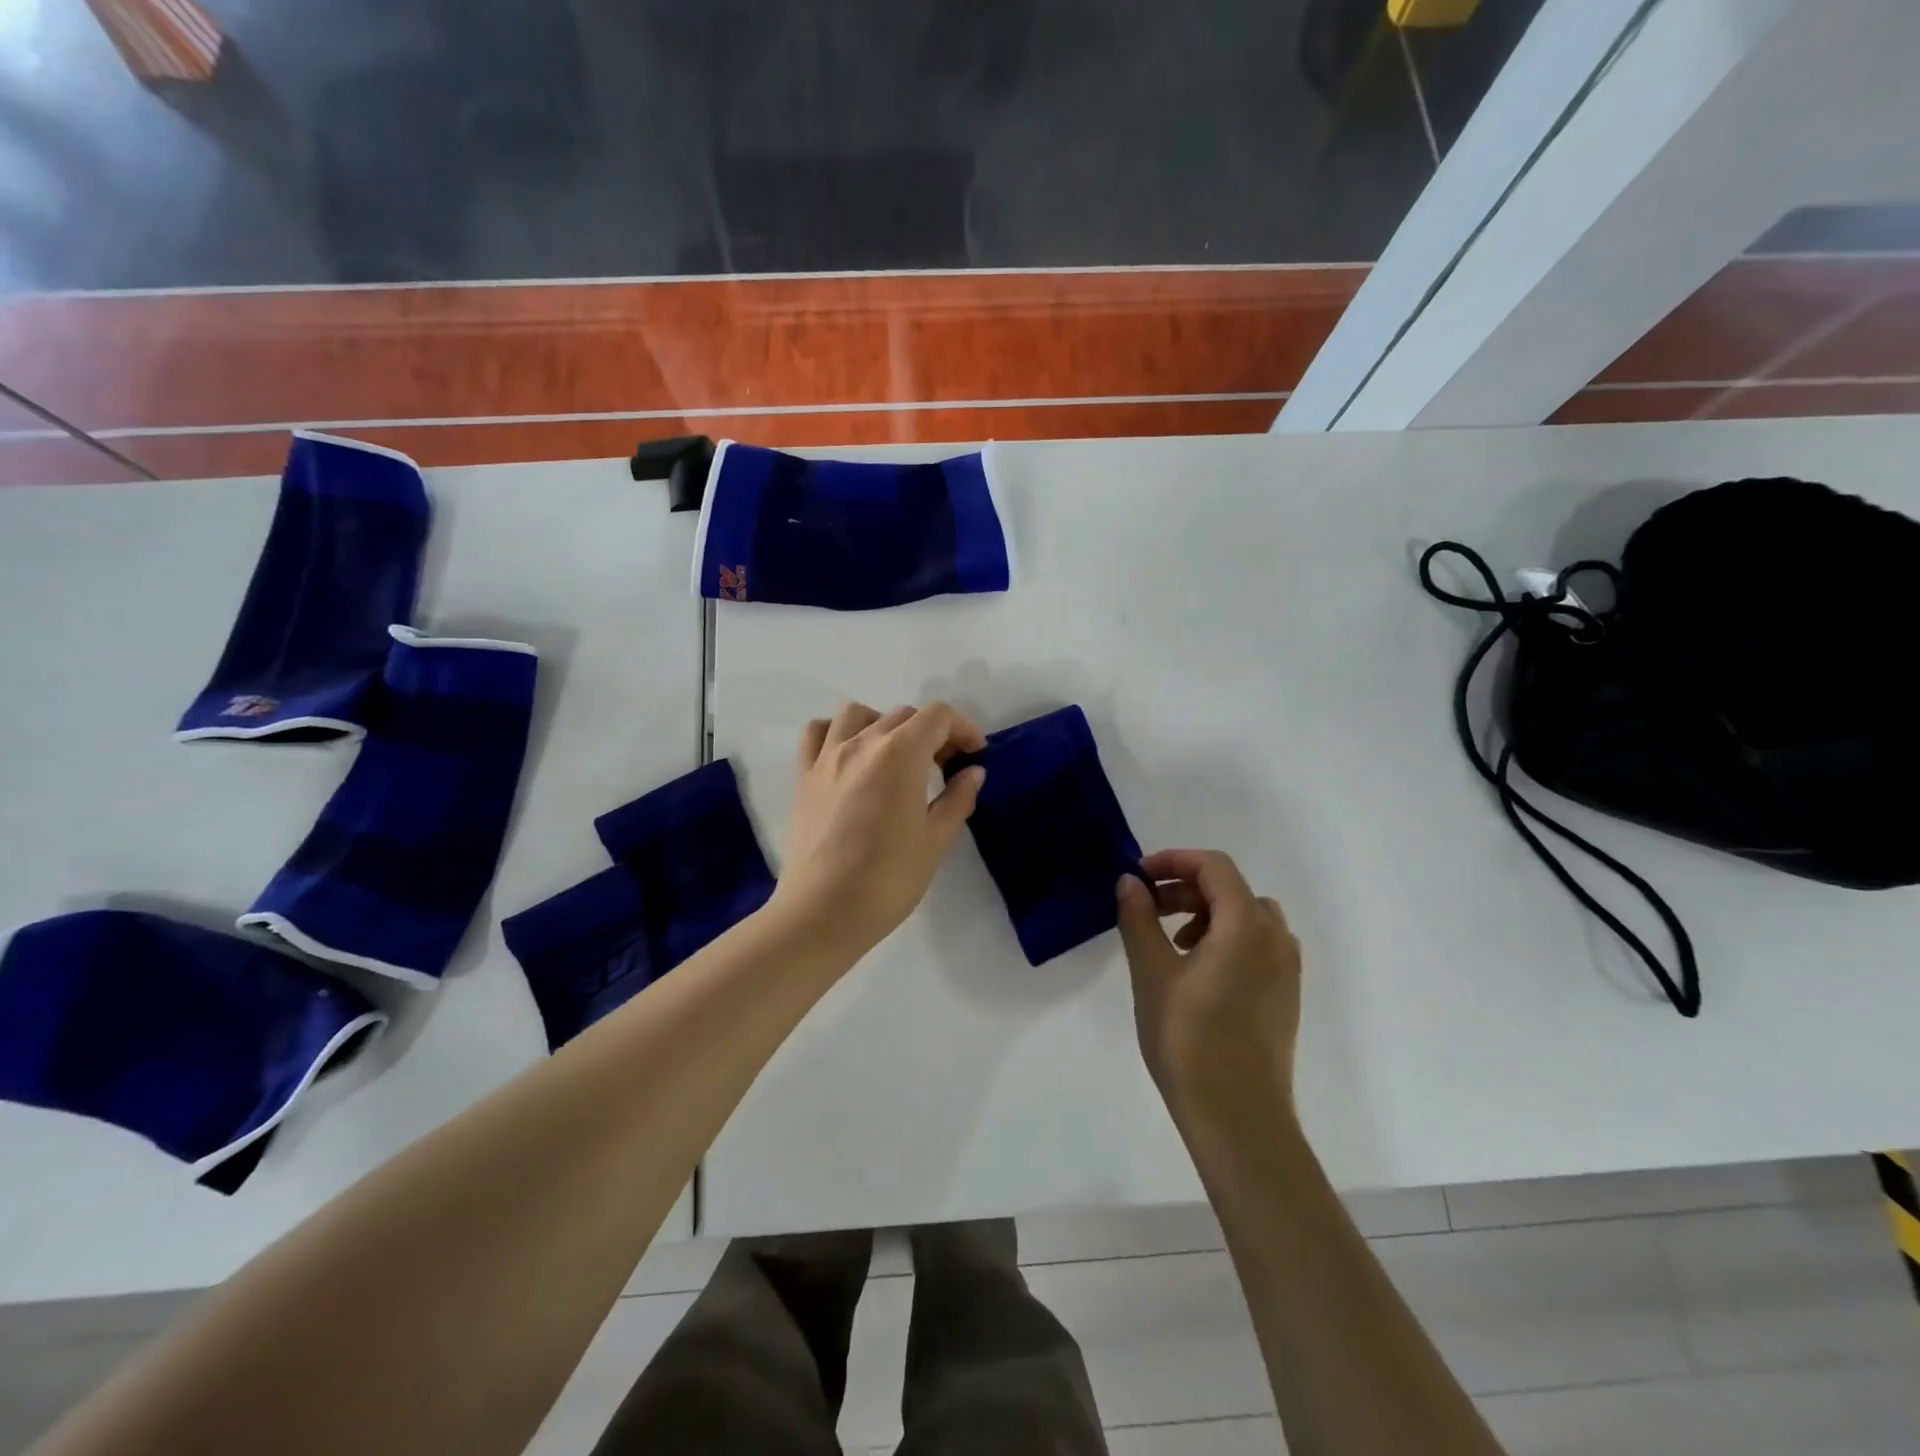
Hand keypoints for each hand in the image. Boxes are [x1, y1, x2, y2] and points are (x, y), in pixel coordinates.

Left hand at [770, 701, 986, 961]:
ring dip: (884, 724)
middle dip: (932, 733)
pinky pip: (818, 733)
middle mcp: (862, 743)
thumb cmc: (888, 879)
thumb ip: (958, 799)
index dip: (963, 728)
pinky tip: (850, 757)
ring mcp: (827, 757)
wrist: (823, 912)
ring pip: (858, 714)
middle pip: (903, 715)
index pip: (938, 716)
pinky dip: (838, 732)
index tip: (974, 755)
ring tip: (896, 757)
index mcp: (900, 754)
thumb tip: (973, 772)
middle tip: (944, 767)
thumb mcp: (935, 840)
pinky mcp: (804, 776)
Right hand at [1115, 849, 1301, 1132]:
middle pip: (1230, 889)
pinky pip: (1257, 945)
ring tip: (1171, 943)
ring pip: (1246, 917)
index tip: (1138, 877)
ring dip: (1205, 914)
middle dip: (1184, 890)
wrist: (1239, 1119)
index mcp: (1247, 924)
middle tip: (1146, 910)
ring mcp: (1287, 968)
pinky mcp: (1285, 995)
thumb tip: (1130, 882)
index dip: (1173, 861)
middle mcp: (1276, 938)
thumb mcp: (1152, 973)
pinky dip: (1225, 939)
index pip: (1213, 867)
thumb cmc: (1189, 1040)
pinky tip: (1197, 973)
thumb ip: (1139, 919)